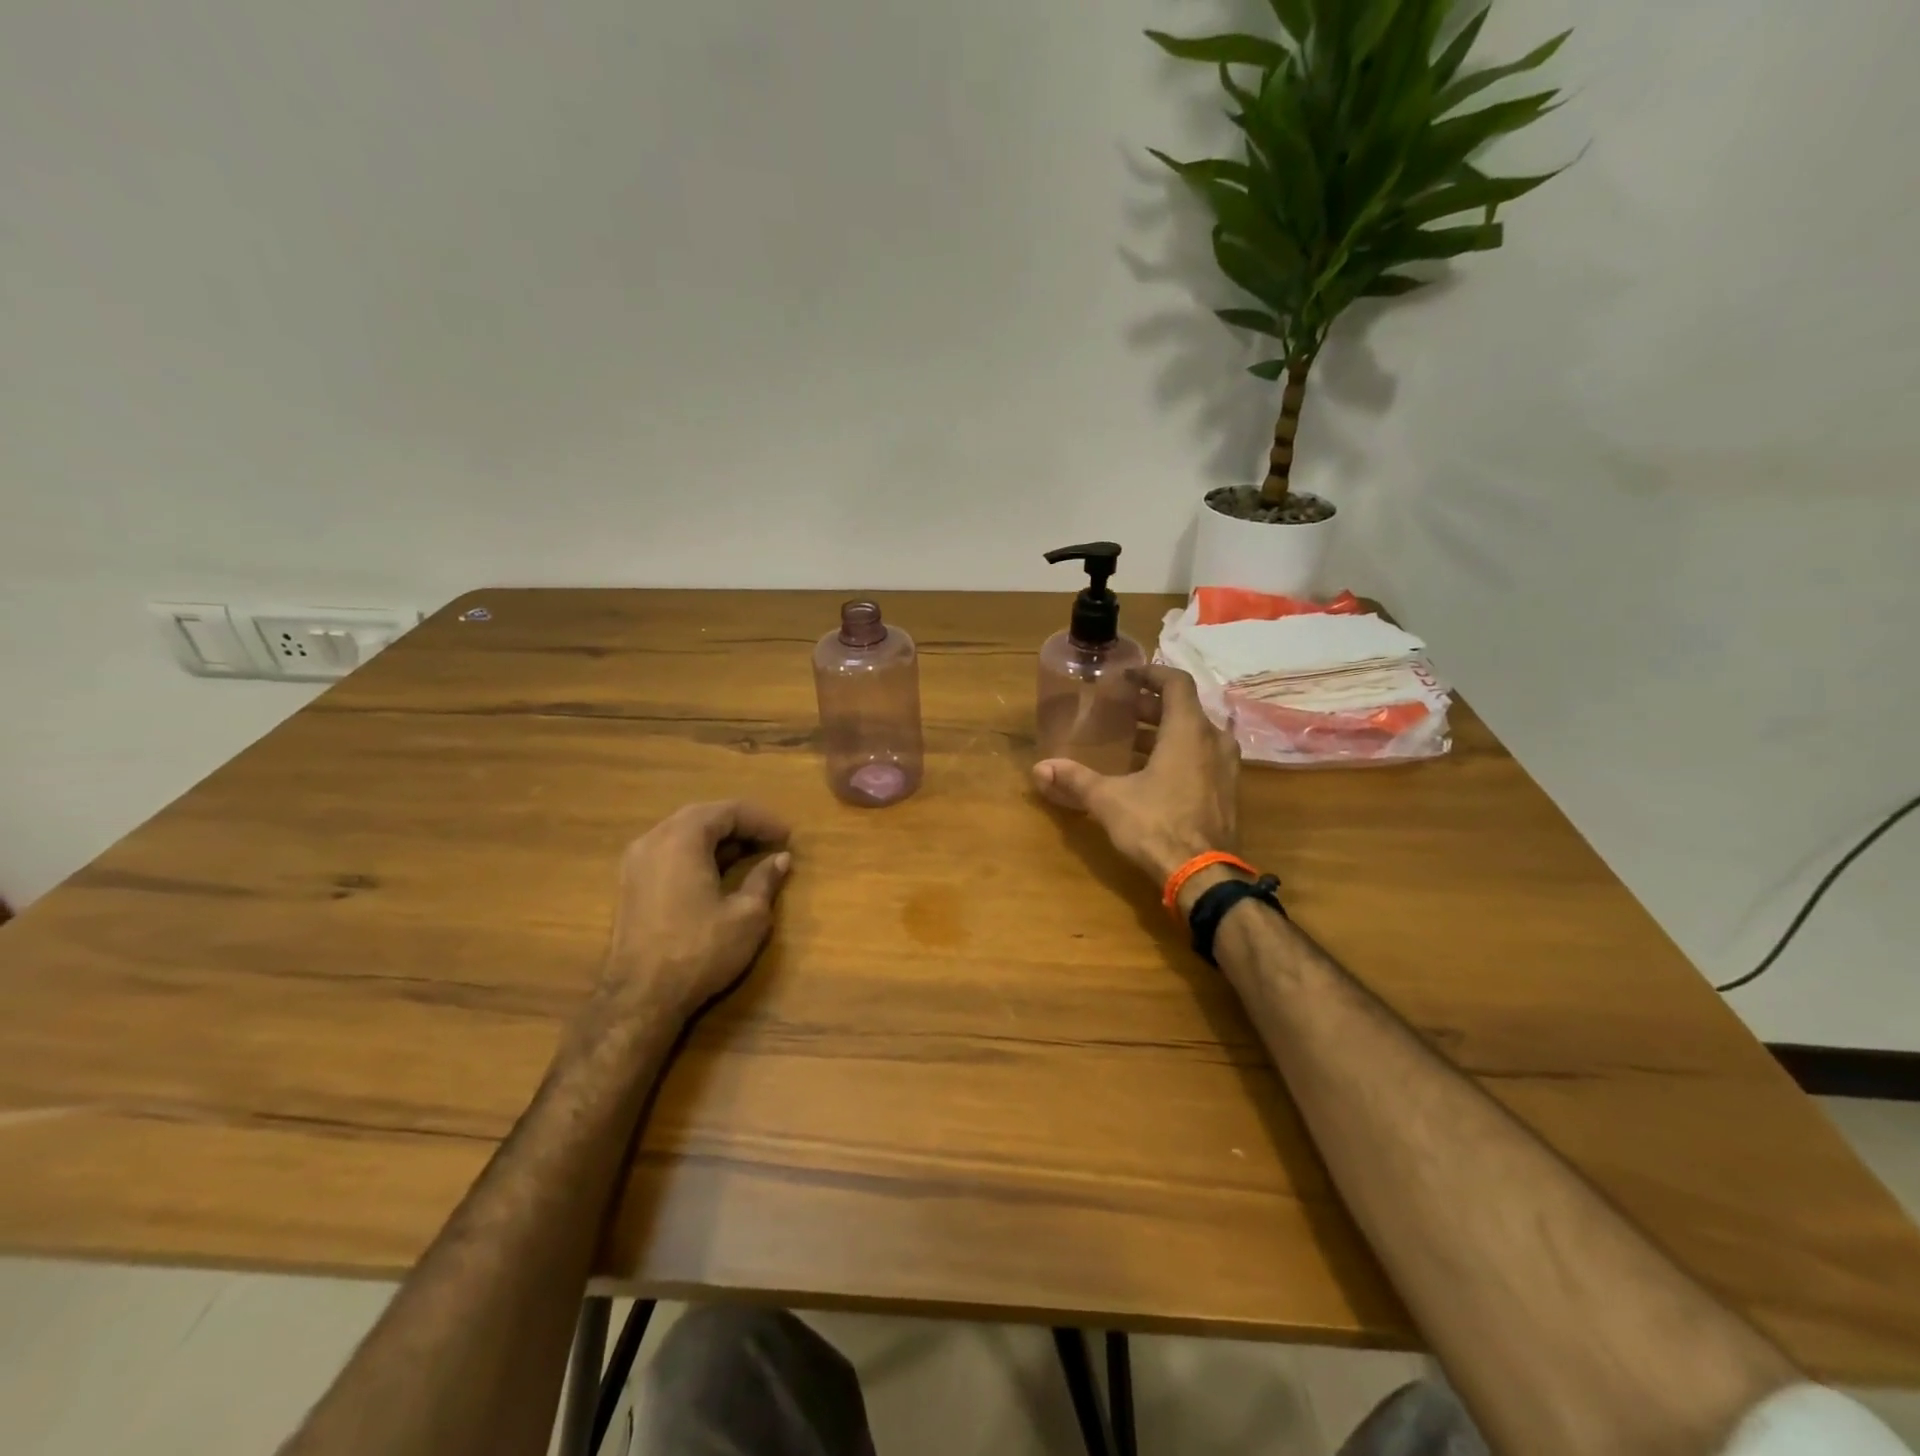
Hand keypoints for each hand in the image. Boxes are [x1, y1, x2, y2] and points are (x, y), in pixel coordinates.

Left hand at [596, 800, 793, 1023]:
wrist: (640, 998)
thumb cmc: (699, 950)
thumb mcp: (747, 915)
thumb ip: (765, 879)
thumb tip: (780, 859)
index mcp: (682, 839)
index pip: (728, 811)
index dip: (761, 819)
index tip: (787, 835)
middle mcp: (653, 840)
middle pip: (702, 815)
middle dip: (740, 824)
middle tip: (770, 839)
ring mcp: (635, 862)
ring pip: (682, 832)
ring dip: (717, 837)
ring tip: (748, 852)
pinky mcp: (630, 884)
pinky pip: (668, 851)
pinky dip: (696, 852)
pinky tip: (716, 871)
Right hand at [1032, 665, 1239, 887]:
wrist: (1204, 875)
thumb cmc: (1156, 825)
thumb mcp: (1109, 800)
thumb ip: (1075, 779)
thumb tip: (1038, 769)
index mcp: (1188, 731)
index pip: (1176, 683)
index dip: (1152, 674)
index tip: (1128, 676)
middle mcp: (1213, 741)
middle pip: (1185, 709)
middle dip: (1152, 706)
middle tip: (1122, 710)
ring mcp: (1226, 768)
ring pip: (1196, 735)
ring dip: (1165, 732)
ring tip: (1132, 741)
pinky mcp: (1227, 792)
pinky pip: (1203, 758)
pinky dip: (1179, 753)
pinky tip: (1152, 773)